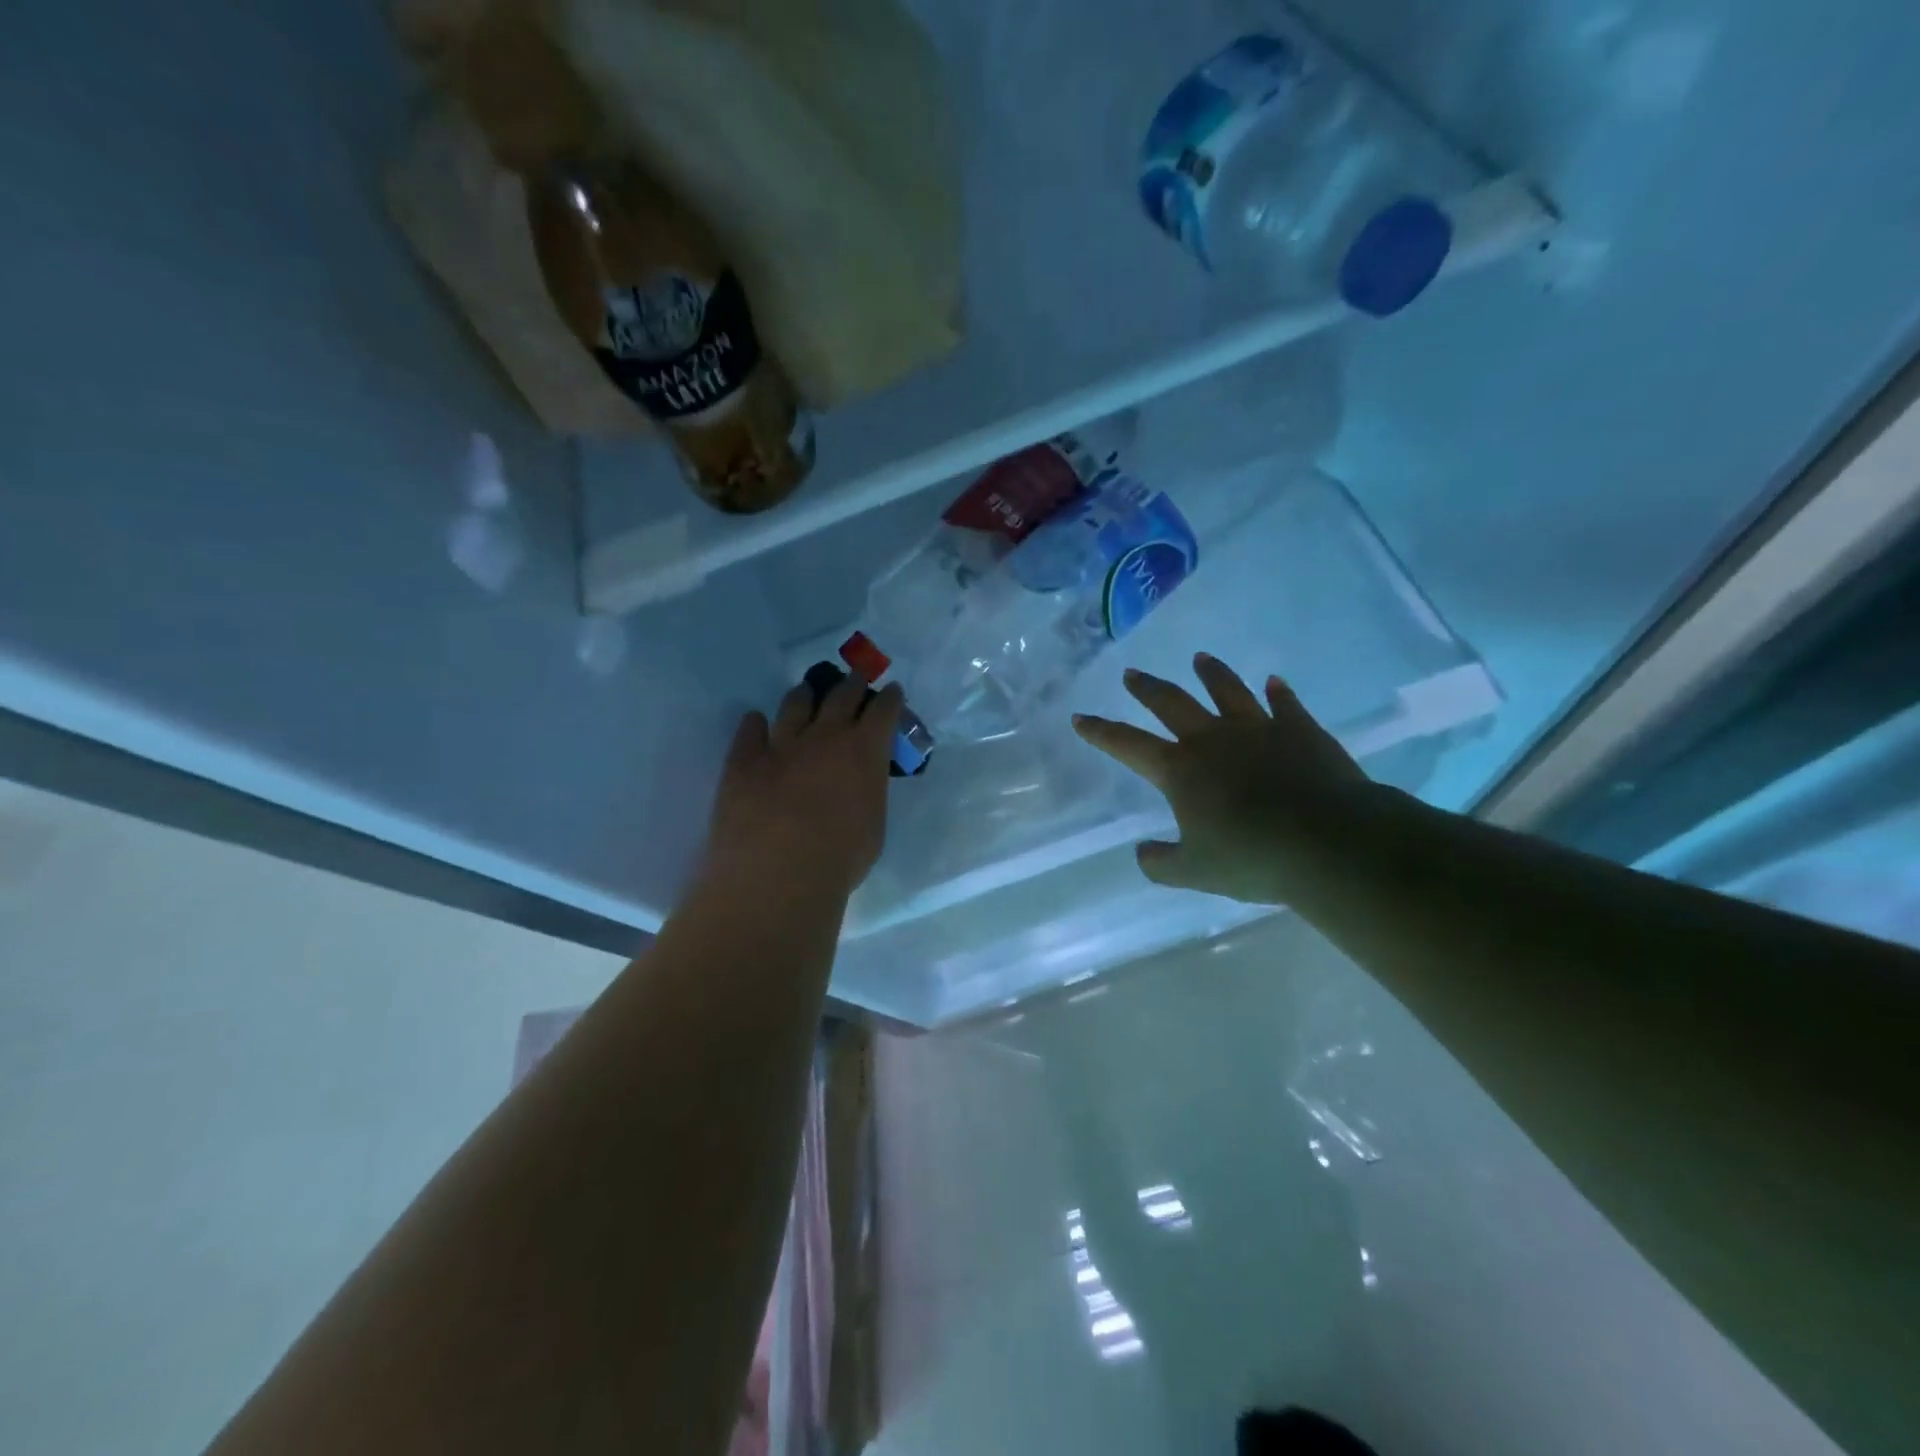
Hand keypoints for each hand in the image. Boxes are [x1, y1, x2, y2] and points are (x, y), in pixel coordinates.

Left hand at [702, 675, 902, 899]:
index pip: (883, 710)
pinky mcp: (743, 760)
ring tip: (806, 693)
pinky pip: (750, 730)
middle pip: (841, 695)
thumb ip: (868, 793)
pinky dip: (756, 724)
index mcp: (864, 751)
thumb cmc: (839, 859)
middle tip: (856, 678)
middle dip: (853, 683)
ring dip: (805, 695)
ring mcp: (780, 744)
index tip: (892, 691)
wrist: (777, 874)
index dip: (890, 699)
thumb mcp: (873, 825)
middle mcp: (825, 736)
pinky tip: (756, 722)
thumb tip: (859, 784)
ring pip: (794, 704)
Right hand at [1073, 653, 1383, 902]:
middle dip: (1147, 688)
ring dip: (1212, 674)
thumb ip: (1162, 863)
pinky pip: (1285, 705)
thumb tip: (1142, 853)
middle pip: (1172, 704)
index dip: (1101, 732)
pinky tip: (1274, 682)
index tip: (1080, 717)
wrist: (1330, 841)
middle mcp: (1213, 740)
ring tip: (1201, 658)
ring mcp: (1259, 730)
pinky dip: (1278, 693)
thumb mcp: (1195, 872)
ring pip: (1227, 692)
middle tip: (1132, 673)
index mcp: (1180, 770)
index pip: (1128, 745)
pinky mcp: (1301, 731)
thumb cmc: (1253, 858)